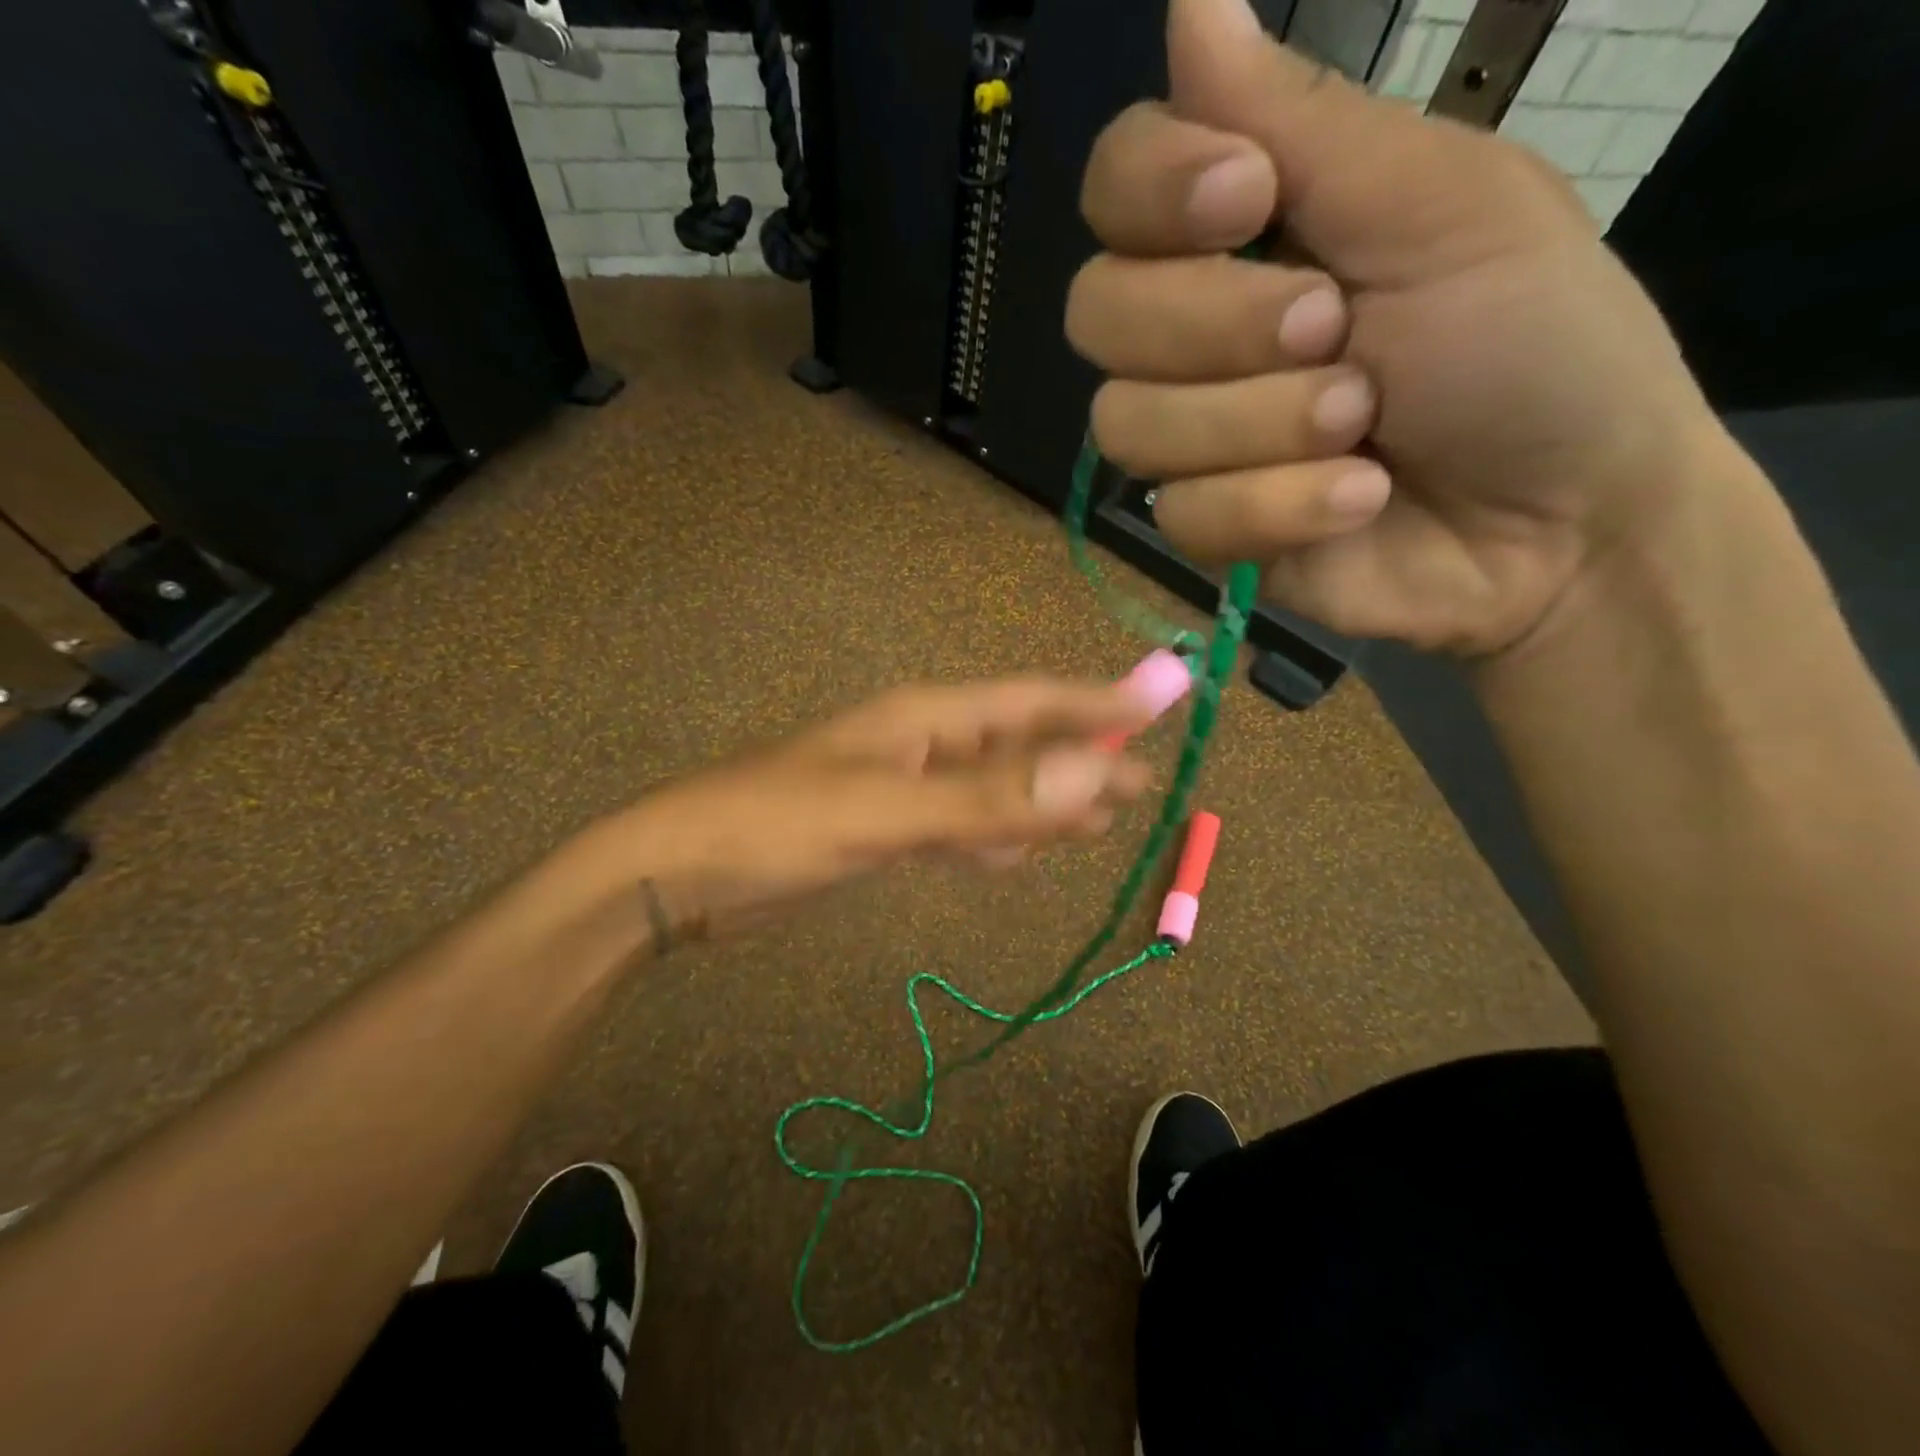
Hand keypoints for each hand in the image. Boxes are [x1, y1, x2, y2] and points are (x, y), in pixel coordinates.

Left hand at [595, 677, 1153, 941]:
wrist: (681, 873)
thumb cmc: (777, 825)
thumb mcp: (886, 812)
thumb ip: (989, 797)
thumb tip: (1095, 773)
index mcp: (924, 719)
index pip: (1029, 702)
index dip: (1096, 703)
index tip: (1160, 704)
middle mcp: (921, 744)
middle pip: (1019, 745)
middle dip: (1082, 760)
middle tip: (1145, 783)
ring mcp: (902, 789)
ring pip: (993, 789)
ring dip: (1044, 803)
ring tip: (1101, 821)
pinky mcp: (883, 831)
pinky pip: (959, 827)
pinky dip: (995, 838)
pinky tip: (1017, 854)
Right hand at [1067, 0, 1731, 657]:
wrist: (1561, 519)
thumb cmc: (1531, 345)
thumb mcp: (1441, 206)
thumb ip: (1305, 121)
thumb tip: (1187, 0)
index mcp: (1246, 232)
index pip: (1115, 187)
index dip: (1152, 191)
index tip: (1248, 200)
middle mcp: (1193, 333)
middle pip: (1096, 311)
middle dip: (1217, 326)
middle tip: (1334, 332)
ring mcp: (1191, 439)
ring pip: (1127, 423)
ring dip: (1257, 426)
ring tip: (1364, 430)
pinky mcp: (1203, 527)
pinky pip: (1180, 514)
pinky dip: (1277, 508)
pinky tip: (1355, 503)